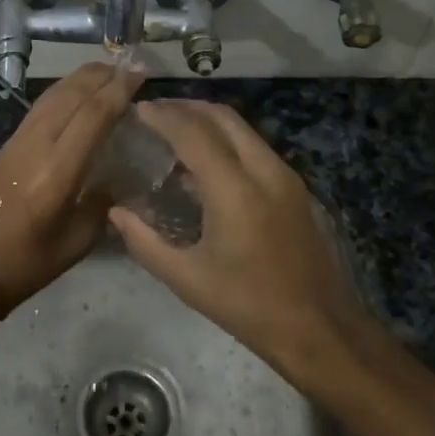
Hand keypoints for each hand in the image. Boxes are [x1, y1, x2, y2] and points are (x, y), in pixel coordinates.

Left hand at [0, 61, 145, 320]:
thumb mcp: (78, 241)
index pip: (93, 116)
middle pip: (71, 95)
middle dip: (101, 75)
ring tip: (107, 72)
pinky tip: (75, 96)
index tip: (141, 73)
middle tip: (129, 66)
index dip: (119, 90)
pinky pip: (39, 108)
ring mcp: (16, 143)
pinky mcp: (5, 147)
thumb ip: (101, 204)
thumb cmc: (27, 263)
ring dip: (80, 79)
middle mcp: (35, 146)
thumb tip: (116, 179)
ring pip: (52, 96)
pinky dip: (62, 94)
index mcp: (57, 172)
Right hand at [108, 100, 388, 392]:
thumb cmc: (248, 306)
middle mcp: (264, 171)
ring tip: (175, 131)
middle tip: (155, 112)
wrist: (319, 328)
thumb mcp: (187, 279)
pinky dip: (228, 141)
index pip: (193, 134)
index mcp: (235, 190)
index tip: (137, 109)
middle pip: (223, 117)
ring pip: (243, 129)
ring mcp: (286, 177)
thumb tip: (115, 213)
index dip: (163, 116)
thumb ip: (145, 242)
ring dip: (209, 121)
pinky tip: (206, 164)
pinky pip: (256, 148)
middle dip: (187, 107)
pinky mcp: (296, 189)